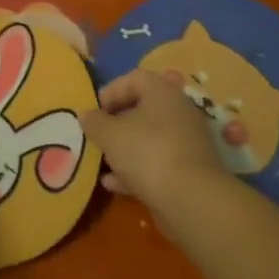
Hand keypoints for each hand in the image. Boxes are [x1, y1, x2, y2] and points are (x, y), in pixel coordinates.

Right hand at [79, 68, 232, 213]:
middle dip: (116, 123)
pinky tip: (113, 184)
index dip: (110, 92)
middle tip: (97, 136)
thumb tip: (86, 115)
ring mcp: (186, 141)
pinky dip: (136, 169)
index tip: (94, 112)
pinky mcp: (188, 169)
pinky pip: (157, 162)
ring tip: (102, 162)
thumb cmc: (147, 152)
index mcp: (162, 92)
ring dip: (124, 149)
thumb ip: (94, 122)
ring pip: (149, 138)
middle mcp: (179, 111)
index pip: (133, 78)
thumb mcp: (110, 134)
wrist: (191, 199)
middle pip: (142, 109)